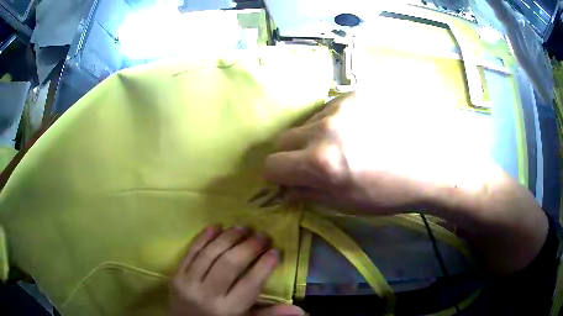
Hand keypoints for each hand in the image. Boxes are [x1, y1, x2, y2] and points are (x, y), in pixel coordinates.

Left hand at [169, 225, 304, 315]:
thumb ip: (270, 314)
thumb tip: (301, 310)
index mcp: (228, 309)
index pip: (250, 284)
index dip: (265, 265)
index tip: (276, 251)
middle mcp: (208, 295)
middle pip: (229, 264)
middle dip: (248, 247)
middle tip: (262, 235)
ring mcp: (189, 283)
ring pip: (210, 254)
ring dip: (228, 238)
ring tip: (243, 227)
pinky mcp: (176, 275)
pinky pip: (190, 252)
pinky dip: (203, 237)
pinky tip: (216, 226)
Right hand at [265, 91, 489, 213]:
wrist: (433, 162)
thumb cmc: (391, 192)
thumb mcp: (347, 204)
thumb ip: (309, 194)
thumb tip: (285, 188)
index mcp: (321, 162)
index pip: (272, 164)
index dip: (276, 175)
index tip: (287, 178)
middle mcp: (325, 128)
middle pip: (283, 137)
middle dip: (291, 153)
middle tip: (315, 162)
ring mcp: (342, 105)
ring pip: (308, 121)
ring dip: (316, 135)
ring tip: (346, 144)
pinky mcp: (358, 92)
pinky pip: (331, 107)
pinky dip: (336, 120)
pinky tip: (361, 129)